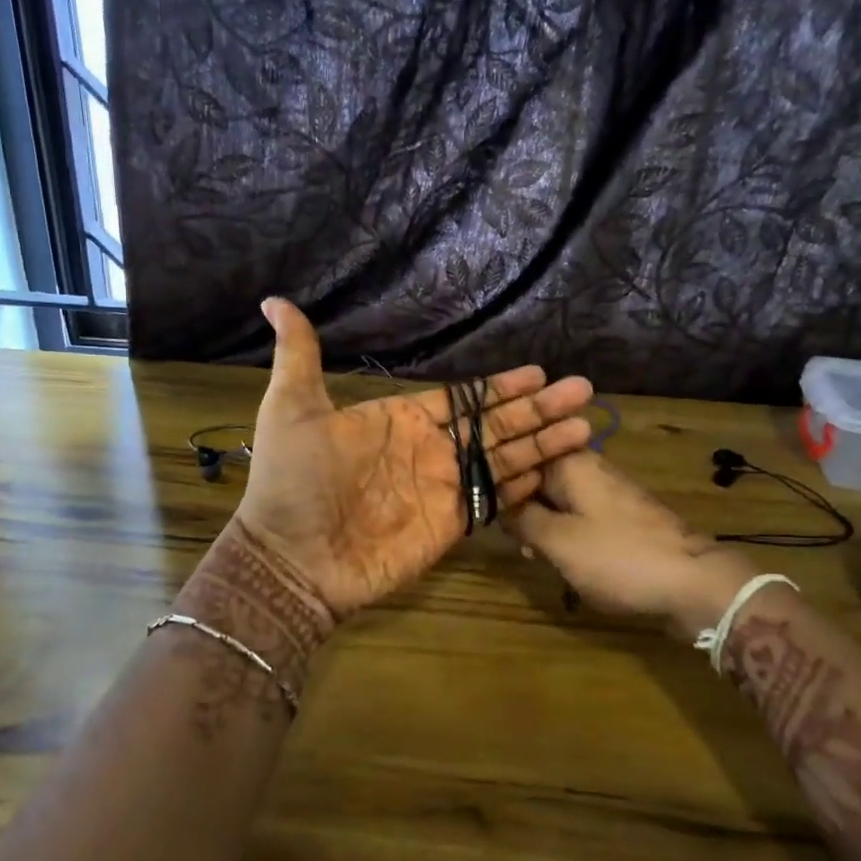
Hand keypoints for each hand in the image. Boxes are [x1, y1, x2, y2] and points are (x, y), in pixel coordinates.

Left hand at [233, 299, 595, 618]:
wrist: (292, 558)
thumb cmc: (292, 481)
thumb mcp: (291, 407)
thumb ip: (299, 355)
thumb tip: (275, 302)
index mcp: (400, 420)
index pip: (463, 398)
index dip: (499, 387)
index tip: (538, 372)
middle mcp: (429, 450)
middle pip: (495, 424)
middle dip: (538, 408)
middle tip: (582, 390)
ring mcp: (443, 489)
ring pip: (504, 458)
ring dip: (544, 443)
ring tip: (586, 426)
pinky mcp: (451, 526)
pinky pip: (495, 500)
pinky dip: (525, 486)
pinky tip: (557, 470)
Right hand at [504, 452, 756, 635]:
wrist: (693, 582)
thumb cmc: (618, 557)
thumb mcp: (558, 541)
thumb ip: (522, 519)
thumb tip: (500, 504)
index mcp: (569, 462)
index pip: (517, 458)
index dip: (498, 486)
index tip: (486, 514)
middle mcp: (587, 466)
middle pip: (536, 478)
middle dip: (520, 510)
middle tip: (517, 544)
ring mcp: (606, 490)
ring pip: (557, 499)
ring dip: (542, 526)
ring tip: (537, 557)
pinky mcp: (620, 514)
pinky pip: (579, 515)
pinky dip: (566, 534)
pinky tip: (563, 560)